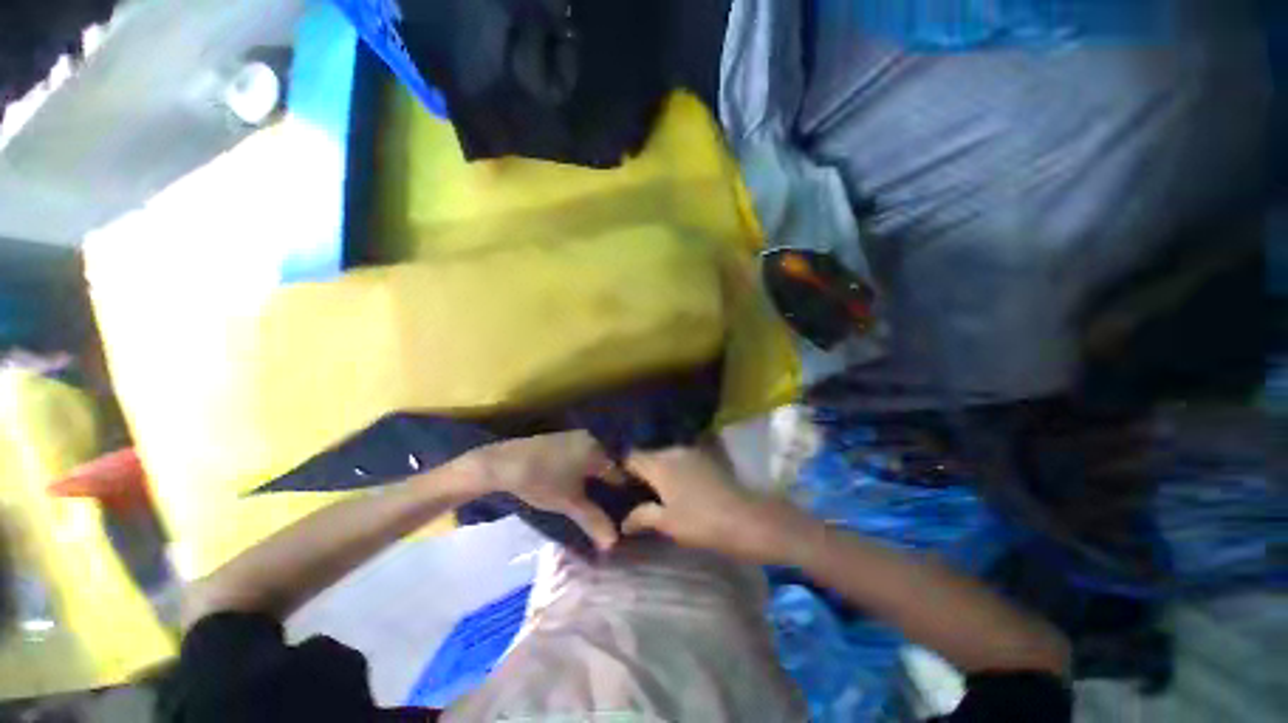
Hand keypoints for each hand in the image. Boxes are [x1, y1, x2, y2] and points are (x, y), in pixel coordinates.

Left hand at [452, 431, 619, 551]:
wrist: (503, 463)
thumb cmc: (542, 480)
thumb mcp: (570, 503)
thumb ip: (594, 520)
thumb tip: (614, 543)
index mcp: (598, 450)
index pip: (621, 472)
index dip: (624, 492)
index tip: (627, 508)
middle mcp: (591, 438)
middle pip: (609, 464)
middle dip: (610, 484)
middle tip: (612, 506)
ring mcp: (576, 436)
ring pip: (595, 459)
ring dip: (597, 477)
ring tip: (597, 498)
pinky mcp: (562, 439)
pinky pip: (583, 454)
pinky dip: (585, 469)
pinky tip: (580, 483)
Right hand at [622, 446, 809, 563]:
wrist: (746, 517)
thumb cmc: (701, 522)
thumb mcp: (667, 523)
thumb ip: (642, 517)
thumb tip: (623, 522)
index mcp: (659, 463)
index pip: (631, 456)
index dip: (621, 468)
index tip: (617, 483)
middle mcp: (673, 450)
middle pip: (649, 454)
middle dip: (641, 469)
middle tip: (635, 489)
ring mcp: (693, 451)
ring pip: (667, 456)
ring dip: (660, 468)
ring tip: (657, 489)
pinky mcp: (708, 456)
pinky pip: (683, 458)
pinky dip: (676, 468)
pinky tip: (679, 484)